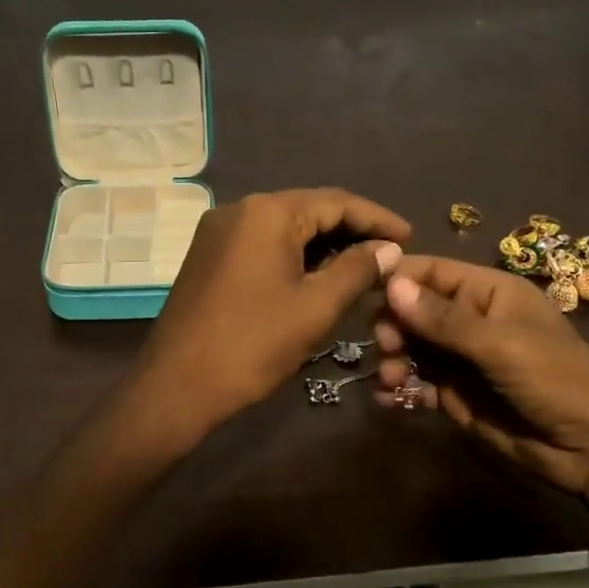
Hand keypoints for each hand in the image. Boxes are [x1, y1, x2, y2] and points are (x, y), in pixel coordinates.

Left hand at [133, 188, 409, 432]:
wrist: (177, 385)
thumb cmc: (253, 344)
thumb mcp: (316, 307)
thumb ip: (358, 270)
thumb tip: (389, 249)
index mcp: (267, 212)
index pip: (336, 202)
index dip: (378, 219)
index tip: (411, 237)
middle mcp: (239, 210)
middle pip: (308, 210)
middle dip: (352, 231)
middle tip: (389, 256)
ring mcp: (218, 232)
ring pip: (284, 229)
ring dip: (324, 246)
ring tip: (362, 268)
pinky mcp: (208, 257)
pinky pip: (262, 245)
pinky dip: (294, 257)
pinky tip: (317, 276)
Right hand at [373, 256, 588, 496]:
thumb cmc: (557, 381)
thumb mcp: (500, 345)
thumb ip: (443, 319)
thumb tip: (391, 286)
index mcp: (489, 293)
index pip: (433, 272)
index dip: (399, 278)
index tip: (363, 293)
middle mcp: (471, 320)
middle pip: (414, 311)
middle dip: (393, 326)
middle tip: (387, 349)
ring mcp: (462, 359)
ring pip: (411, 348)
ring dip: (392, 360)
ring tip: (390, 381)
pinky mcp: (456, 395)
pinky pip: (417, 383)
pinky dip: (399, 389)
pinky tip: (387, 399)